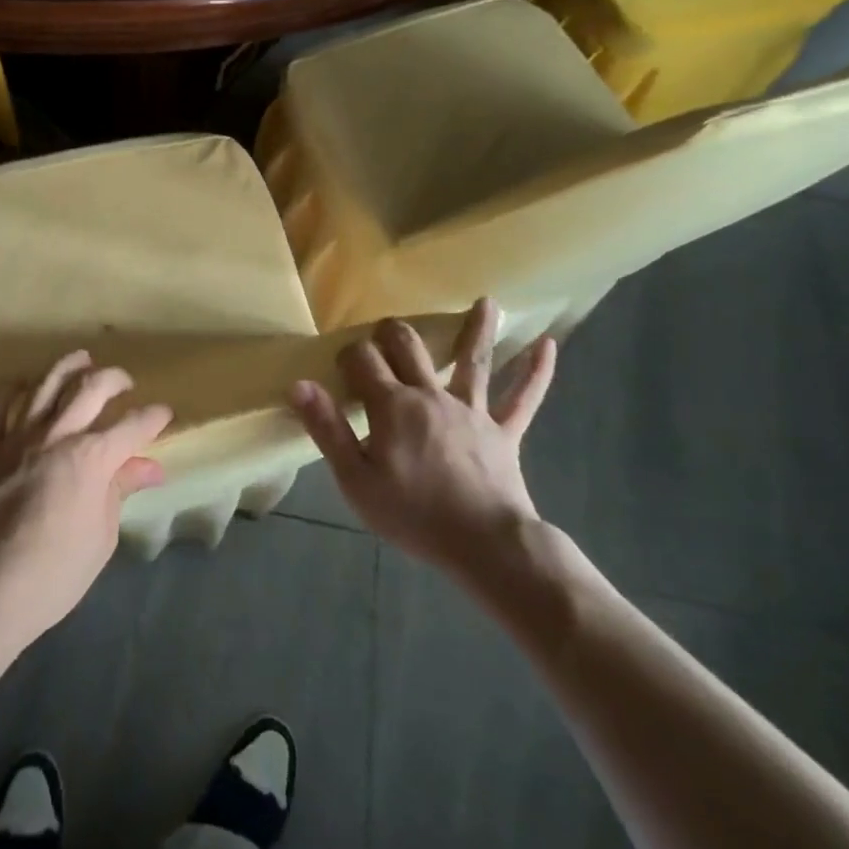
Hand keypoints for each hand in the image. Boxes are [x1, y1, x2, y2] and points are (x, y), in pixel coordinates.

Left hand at [0, 351, 171, 653]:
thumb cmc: (55, 573)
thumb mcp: (101, 536)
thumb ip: (120, 491)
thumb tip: (149, 467)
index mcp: (92, 458)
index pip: (133, 426)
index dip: (154, 417)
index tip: (164, 414)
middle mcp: (57, 435)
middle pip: (91, 388)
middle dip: (115, 379)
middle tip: (126, 383)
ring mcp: (17, 436)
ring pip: (46, 383)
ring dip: (68, 366)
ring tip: (83, 358)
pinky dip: (11, 389)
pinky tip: (23, 385)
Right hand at [289, 300, 556, 581]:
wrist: (486, 546)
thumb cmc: (414, 515)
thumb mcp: (356, 479)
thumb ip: (327, 428)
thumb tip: (299, 384)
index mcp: (393, 405)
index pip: (363, 358)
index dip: (349, 355)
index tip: (340, 369)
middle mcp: (431, 394)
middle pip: (410, 345)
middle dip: (393, 331)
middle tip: (385, 331)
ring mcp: (472, 410)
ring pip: (473, 360)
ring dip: (478, 329)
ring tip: (487, 301)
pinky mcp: (504, 432)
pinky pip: (522, 399)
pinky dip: (536, 373)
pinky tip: (548, 346)